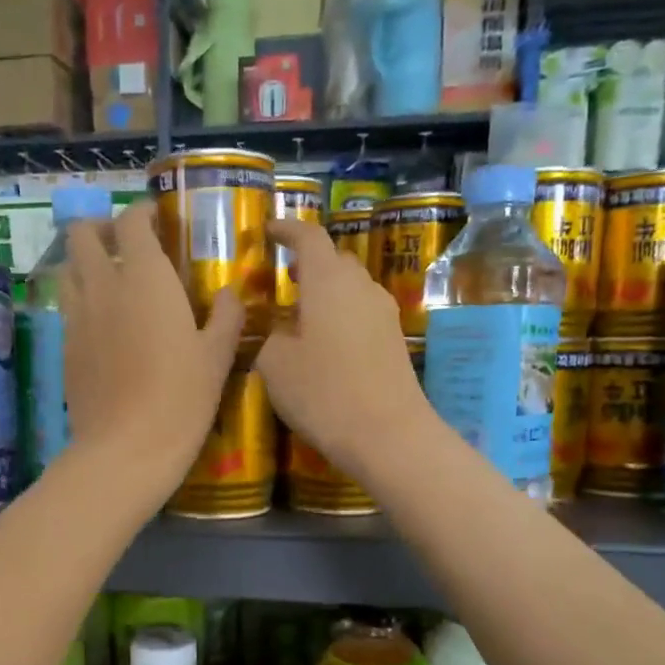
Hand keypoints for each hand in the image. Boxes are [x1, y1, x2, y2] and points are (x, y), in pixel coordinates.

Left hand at [59, 200, 242, 493]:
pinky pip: (68, 307)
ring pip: (67, 268)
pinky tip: (105, 324)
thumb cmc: (181, 399)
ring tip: (111, 280)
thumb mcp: (217, 357)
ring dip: (86, 263)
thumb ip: (226, 316)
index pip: (131, 222)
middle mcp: (103, 286)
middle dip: (101, 228)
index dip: (141, 214)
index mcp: (144, 278)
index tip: (158, 222)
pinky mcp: (65, 347)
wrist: (126, 449)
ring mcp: (77, 317)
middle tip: (127, 245)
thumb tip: (230, 293)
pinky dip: (82, 300)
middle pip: (82, 234)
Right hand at [255, 217, 434, 485]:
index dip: (287, 230)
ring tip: (302, 314)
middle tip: (286, 278)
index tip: (269, 230)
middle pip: (336, 260)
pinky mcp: (395, 340)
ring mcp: (384, 313)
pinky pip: (362, 313)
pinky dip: (341, 315)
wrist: (388, 434)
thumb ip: (271, 336)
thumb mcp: (275, 365)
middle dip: (310, 263)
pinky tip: (326, 343)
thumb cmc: (323, 392)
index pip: (309, 236)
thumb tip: (281, 329)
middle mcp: (362, 287)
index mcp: (328, 281)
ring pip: (352, 288)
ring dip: (327, 292)